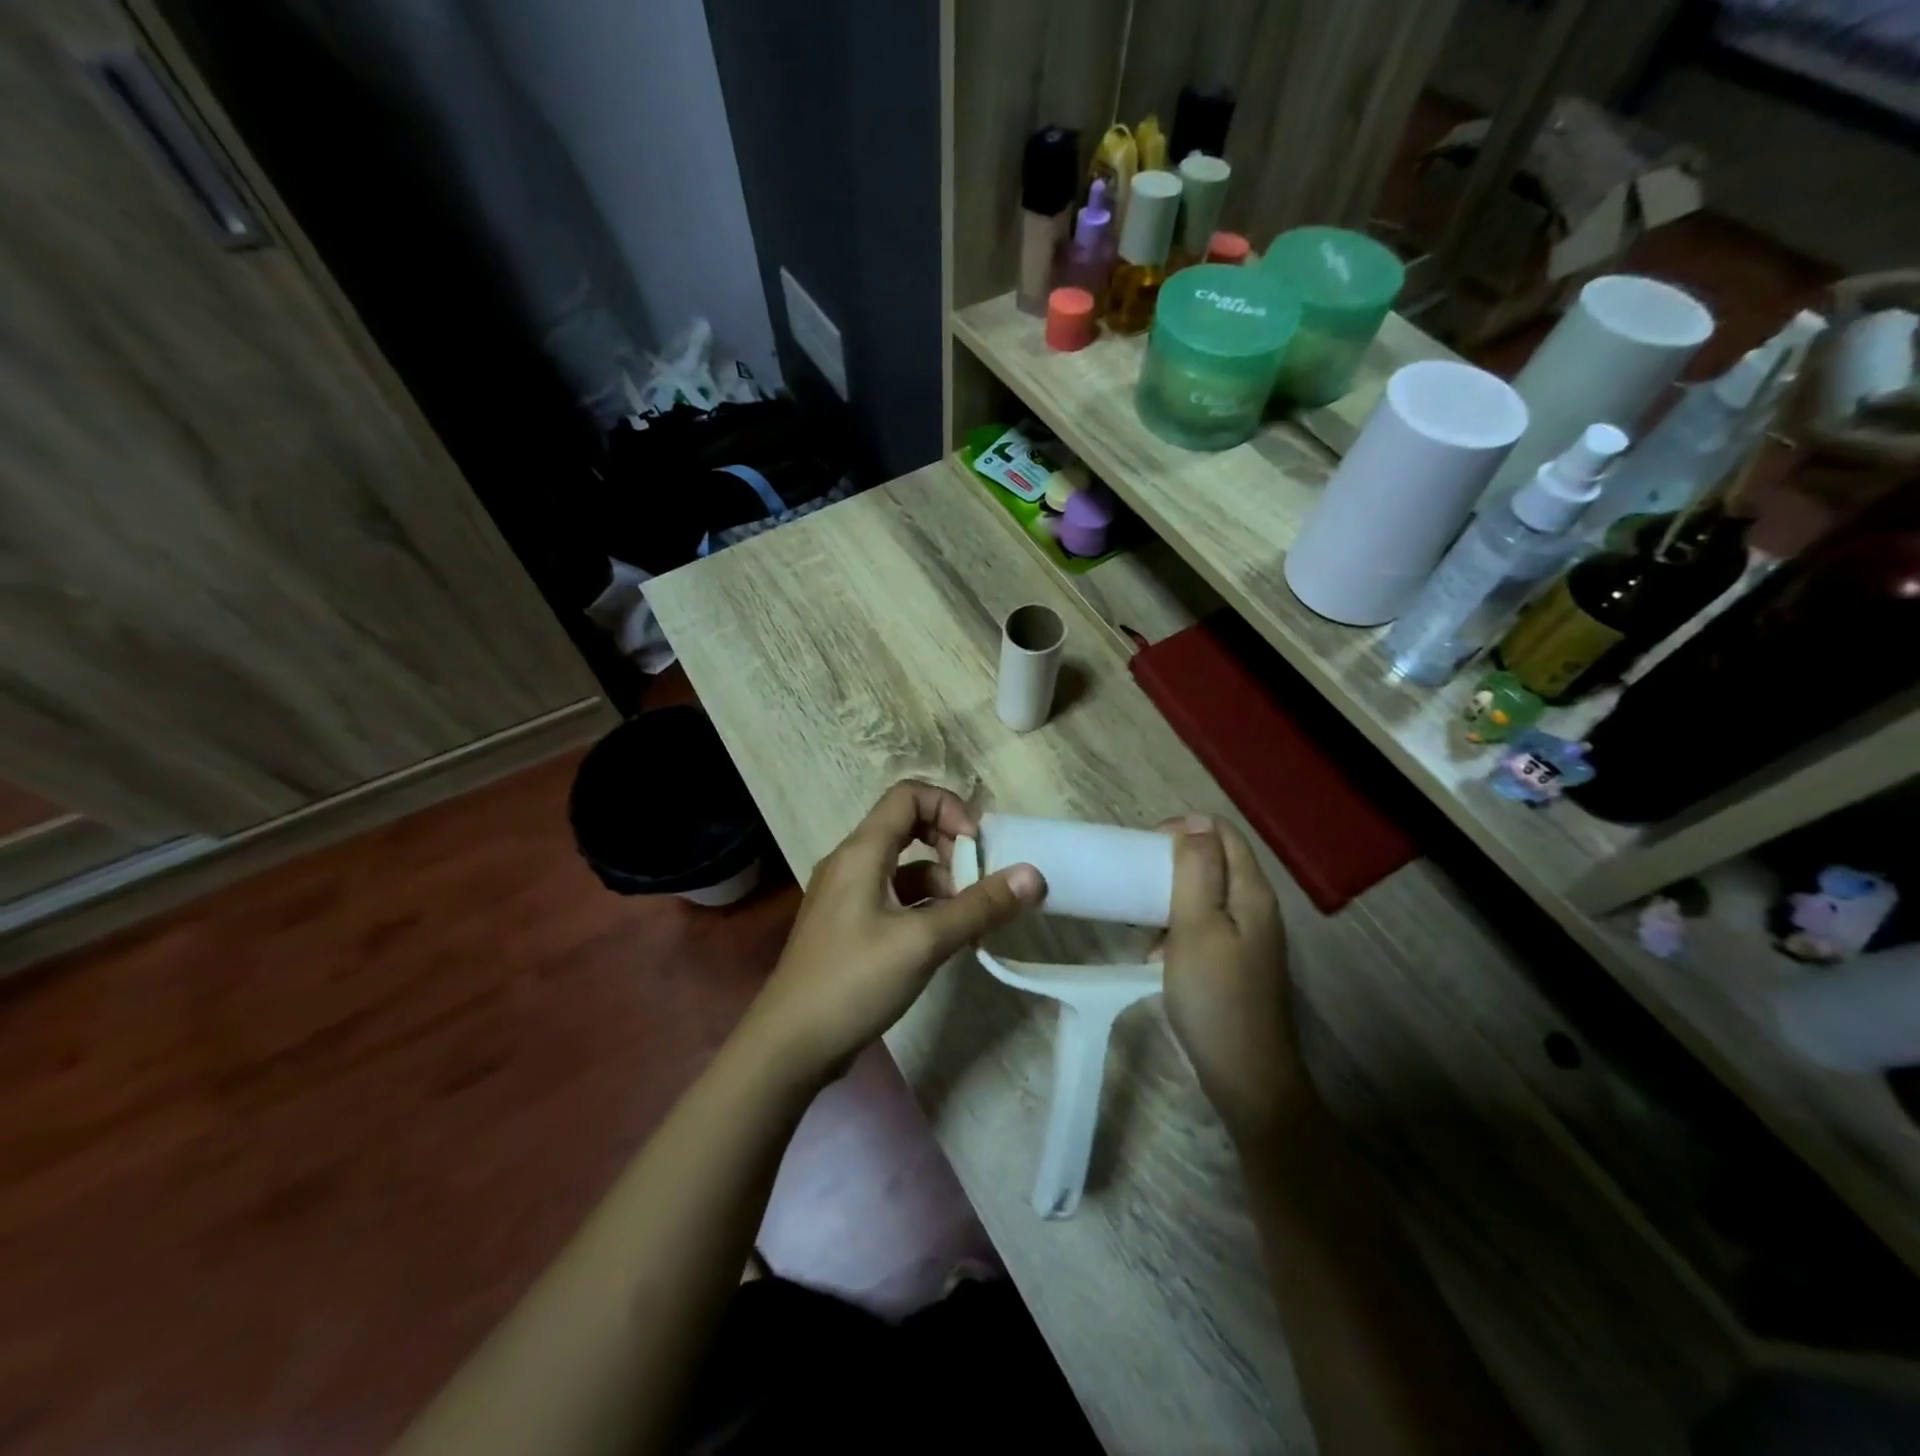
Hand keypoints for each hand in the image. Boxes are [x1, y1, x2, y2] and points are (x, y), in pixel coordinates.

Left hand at [741, 781, 1044, 1082]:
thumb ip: (979, 906)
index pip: (908, 795)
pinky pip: (895, 897)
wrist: (790, 1045)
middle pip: (908, 827)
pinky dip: (925, 907)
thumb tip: (1033, 875)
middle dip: (951, 847)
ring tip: (972, 920)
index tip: (976, 847)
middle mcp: (851, 863)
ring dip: (943, 882)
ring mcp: (847, 895)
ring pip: (904, 867)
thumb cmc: (853, 982)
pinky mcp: (850, 926)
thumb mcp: (923, 942)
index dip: (949, 808)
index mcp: (861, 852)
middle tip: (980, 882)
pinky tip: (947, 938)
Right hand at [1160, 815, 1308, 1142]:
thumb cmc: (1214, 996)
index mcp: (1251, 891)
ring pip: (1206, 894)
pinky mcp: (1236, 961)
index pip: (1221, 832)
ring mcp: (1249, 936)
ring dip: (1170, 897)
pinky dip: (1177, 928)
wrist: (1245, 1076)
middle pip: (1215, 860)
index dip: (1183, 829)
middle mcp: (1256, 907)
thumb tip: (1195, 821)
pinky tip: (1155, 953)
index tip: (1144, 850)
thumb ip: (1196, 870)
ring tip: (1140, 917)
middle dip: (1173, 862)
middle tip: (1136, 881)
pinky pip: (1204, 925)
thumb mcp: (1196, 926)